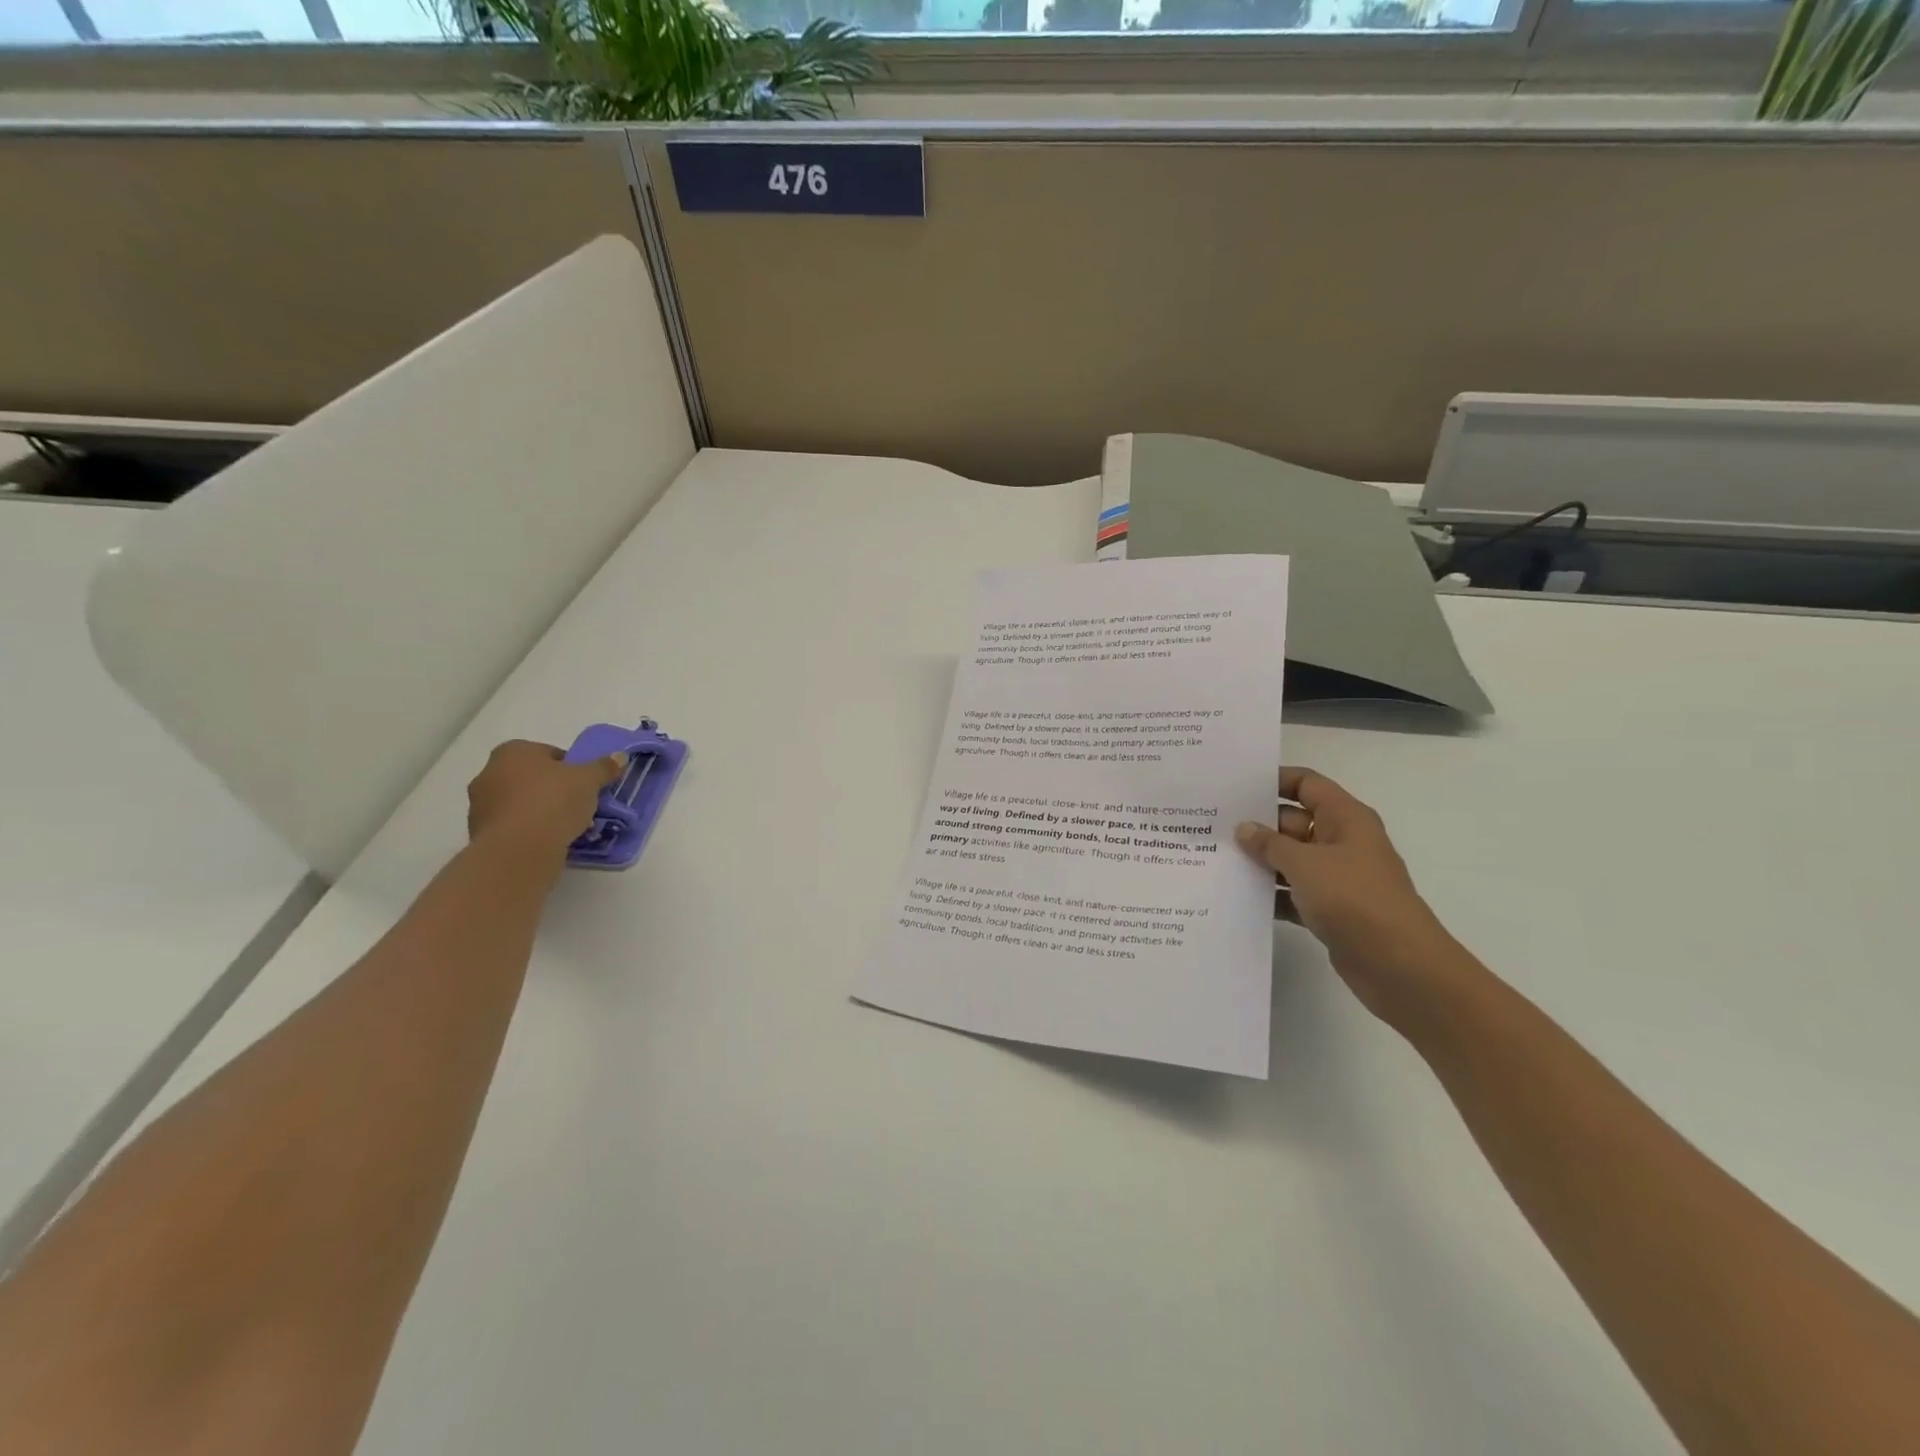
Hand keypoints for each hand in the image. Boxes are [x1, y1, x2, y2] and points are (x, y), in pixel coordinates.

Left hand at [466, 740, 625, 854]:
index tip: (586, 785)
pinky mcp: (480, 833)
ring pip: (522, 802)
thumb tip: (620, 756)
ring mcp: (480, 804)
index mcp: (513, 751)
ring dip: (542, 811)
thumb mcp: (589, 780)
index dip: (572, 768)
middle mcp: (489, 772)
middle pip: (533, 777)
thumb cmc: (553, 802)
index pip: (550, 753)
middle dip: (554, 789)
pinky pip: (514, 825)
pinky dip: (530, 830)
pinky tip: (550, 840)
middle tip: (579, 804)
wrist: (518, 850)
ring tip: (568, 826)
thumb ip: (604, 767)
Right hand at [1235, 768, 1467, 1024]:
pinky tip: (1238, 897)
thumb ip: (1269, 844)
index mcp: (1345, 819)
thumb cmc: (1354, 899)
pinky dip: (1271, 894)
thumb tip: (1244, 828)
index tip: (1236, 787)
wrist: (1400, 966)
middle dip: (1258, 825)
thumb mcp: (1305, 864)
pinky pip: (1293, 892)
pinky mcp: (1331, 909)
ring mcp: (1337, 877)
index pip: (1307, 784)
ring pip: (1291, 859)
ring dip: (1261, 862)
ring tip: (1216, 859)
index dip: (1274, 780)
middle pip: (1293, 822)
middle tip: (1213, 827)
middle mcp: (1342, 842)